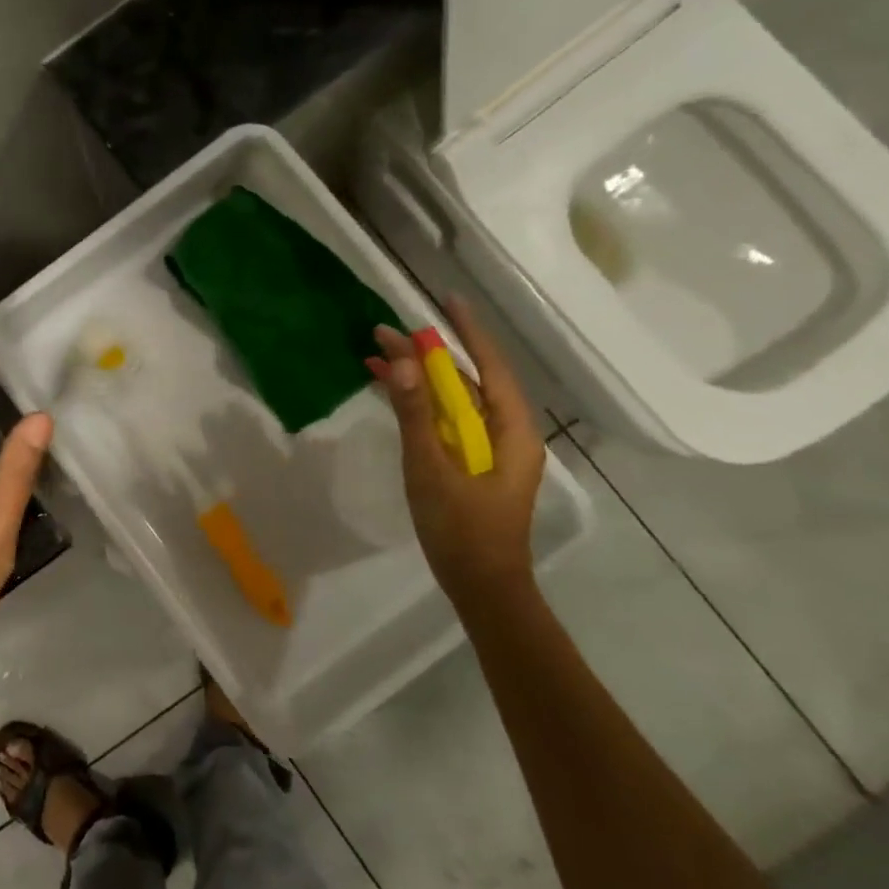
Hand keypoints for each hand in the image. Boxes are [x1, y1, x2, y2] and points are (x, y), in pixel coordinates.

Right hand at [368, 297, 544, 609]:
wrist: (481, 588)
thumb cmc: (462, 531)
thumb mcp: (432, 470)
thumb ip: (416, 415)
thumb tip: (403, 362)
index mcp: (512, 431)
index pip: (491, 367)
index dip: (469, 332)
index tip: (447, 300)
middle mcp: (505, 433)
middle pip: (467, 382)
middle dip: (427, 356)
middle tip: (384, 332)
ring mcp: (488, 450)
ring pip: (453, 401)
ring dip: (418, 379)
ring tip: (377, 355)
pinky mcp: (470, 464)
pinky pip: (445, 422)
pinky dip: (419, 405)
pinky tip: (391, 393)